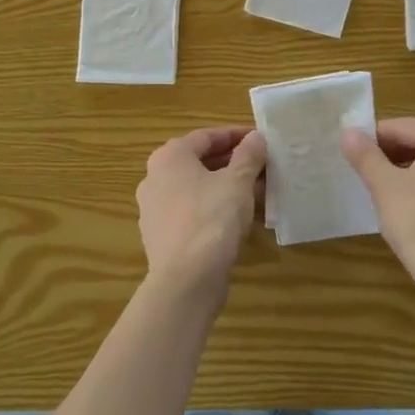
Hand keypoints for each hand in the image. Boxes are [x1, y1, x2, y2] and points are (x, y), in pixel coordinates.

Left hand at [135, 127, 267, 305]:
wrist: (186, 279)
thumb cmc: (212, 218)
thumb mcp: (238, 182)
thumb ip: (248, 155)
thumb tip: (256, 137)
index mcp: (170, 157)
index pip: (206, 137)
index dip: (236, 136)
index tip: (260, 140)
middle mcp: (154, 177)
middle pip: (198, 162)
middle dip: (231, 162)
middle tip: (261, 166)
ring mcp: (153, 208)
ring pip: (195, 188)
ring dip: (224, 186)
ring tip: (255, 192)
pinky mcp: (160, 235)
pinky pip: (190, 211)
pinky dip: (212, 207)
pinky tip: (236, 218)